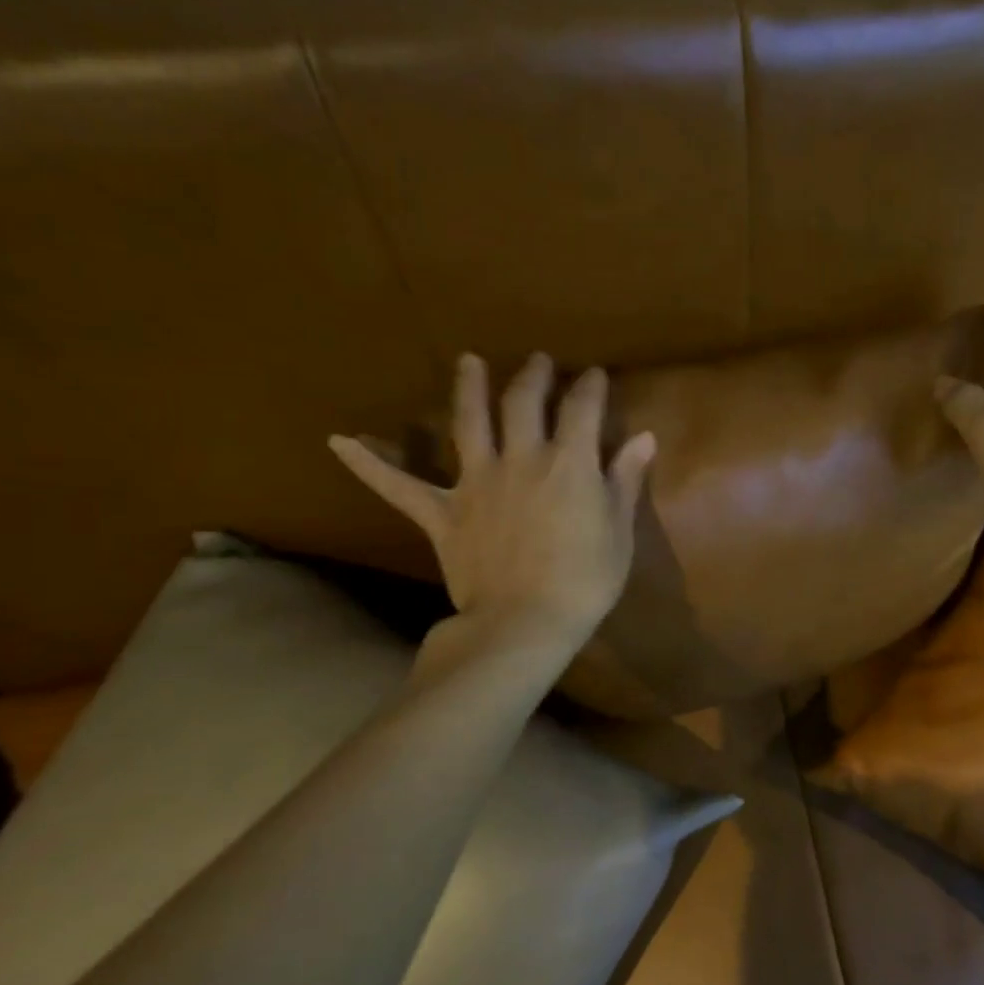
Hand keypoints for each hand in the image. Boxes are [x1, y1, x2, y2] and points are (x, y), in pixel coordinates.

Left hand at [331, 353, 654, 655]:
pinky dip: (369, 464)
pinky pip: (398, 486)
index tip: (594, 374)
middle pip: (523, 402)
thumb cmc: (585, 581)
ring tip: (468, 361)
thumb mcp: (619, 531)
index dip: (590, 386)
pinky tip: (339, 442)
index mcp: (569, 463)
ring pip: (468, 422)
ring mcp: (476, 482)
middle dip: (533, 375)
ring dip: (468, 388)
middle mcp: (521, 458)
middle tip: (538, 361)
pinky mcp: (442, 512)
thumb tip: (644, 438)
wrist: (526, 623)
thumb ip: (625, 480)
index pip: (582, 409)